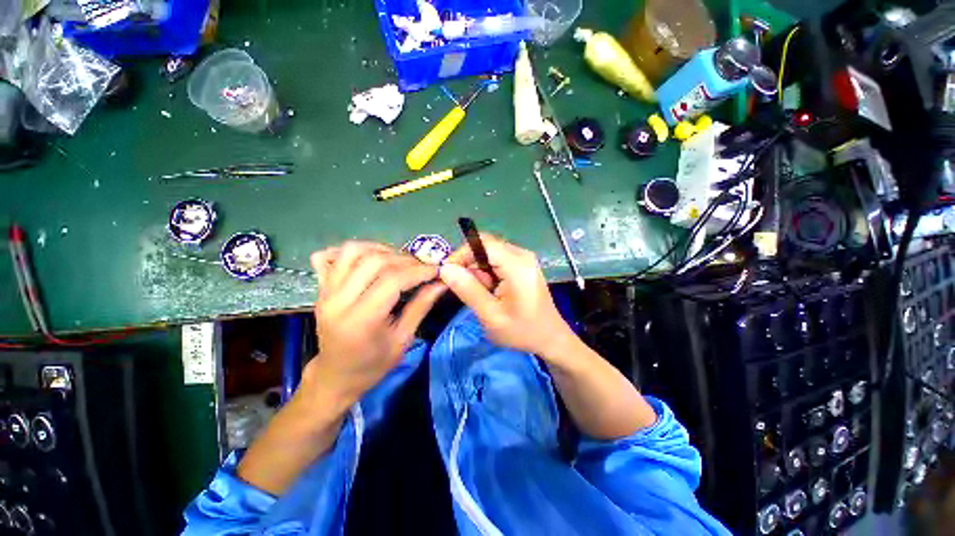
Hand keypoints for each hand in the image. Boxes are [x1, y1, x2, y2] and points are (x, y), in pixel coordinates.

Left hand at [303, 241, 444, 408]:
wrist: (336, 376)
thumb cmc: (372, 365)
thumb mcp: (403, 340)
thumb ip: (421, 307)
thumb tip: (441, 283)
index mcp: (361, 320)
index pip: (392, 280)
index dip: (418, 271)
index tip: (436, 270)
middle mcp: (338, 300)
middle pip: (374, 261)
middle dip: (405, 259)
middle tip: (422, 267)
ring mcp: (325, 291)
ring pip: (353, 251)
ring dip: (382, 249)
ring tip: (399, 260)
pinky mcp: (321, 288)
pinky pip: (330, 255)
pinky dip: (352, 251)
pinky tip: (369, 258)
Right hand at [438, 234, 575, 360]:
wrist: (550, 338)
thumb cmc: (522, 330)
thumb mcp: (491, 315)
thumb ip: (468, 290)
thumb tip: (445, 268)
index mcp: (517, 265)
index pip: (482, 242)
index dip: (461, 253)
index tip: (448, 273)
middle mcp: (522, 255)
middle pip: (485, 247)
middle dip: (470, 265)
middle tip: (467, 290)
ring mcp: (524, 259)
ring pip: (489, 254)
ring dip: (479, 272)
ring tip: (484, 295)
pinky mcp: (522, 265)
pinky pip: (497, 261)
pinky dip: (488, 274)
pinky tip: (492, 292)